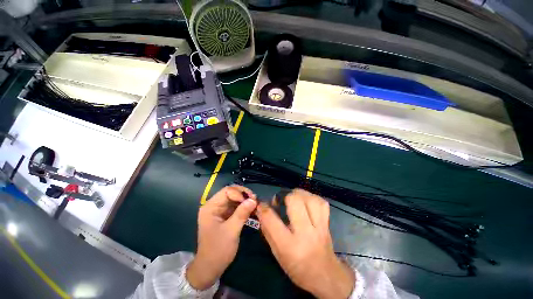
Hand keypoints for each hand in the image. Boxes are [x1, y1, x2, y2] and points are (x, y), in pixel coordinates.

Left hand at [186, 185, 256, 289]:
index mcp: (211, 207)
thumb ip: (242, 213)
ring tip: (255, 204)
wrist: (210, 268)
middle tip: (255, 200)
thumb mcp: (231, 231)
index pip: (227, 191)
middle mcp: (214, 206)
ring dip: (245, 201)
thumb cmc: (218, 250)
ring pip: (234, 199)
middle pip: (231, 193)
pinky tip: (251, 209)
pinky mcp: (224, 216)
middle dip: (243, 195)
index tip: (251, 200)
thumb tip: (253, 200)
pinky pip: (235, 207)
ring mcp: (219, 211)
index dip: (240, 193)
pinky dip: (243, 207)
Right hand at [256, 189, 354, 298]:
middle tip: (281, 200)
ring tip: (293, 198)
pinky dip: (312, 198)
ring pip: (310, 198)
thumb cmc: (298, 268)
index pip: (271, 219)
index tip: (261, 204)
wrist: (326, 277)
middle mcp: (305, 233)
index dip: (263, 207)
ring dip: (299, 194)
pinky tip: (307, 202)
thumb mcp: (277, 254)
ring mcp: (319, 227)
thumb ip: (268, 231)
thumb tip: (261, 210)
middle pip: (295, 201)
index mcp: (289, 246)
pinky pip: (321, 202)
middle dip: (284, 195)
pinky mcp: (327, 224)